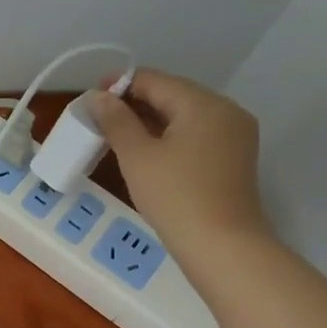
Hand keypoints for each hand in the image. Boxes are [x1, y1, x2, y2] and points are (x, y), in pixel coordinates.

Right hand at [90, 70, 272, 256]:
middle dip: (135, 103)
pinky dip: (170, 137)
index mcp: (203, 103)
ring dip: (151, 121)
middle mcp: (226, 111)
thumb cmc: (175, 197)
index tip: (91, 99)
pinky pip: (196, 135)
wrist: (222, 247)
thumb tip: (99, 96)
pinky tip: (148, 152)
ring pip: (185, 116)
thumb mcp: (137, 156)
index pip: (155, 80)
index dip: (120, 85)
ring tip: (118, 136)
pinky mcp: (234, 159)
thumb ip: (116, 120)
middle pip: (173, 95)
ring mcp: (235, 135)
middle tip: (100, 120)